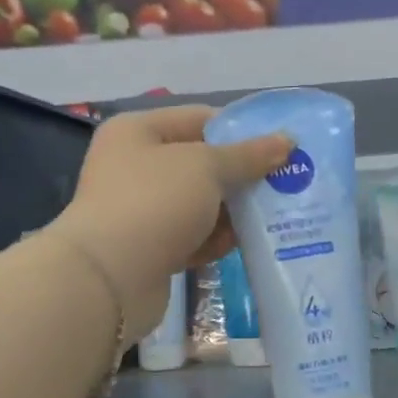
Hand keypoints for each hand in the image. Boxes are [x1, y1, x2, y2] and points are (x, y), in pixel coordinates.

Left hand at [53, 106, 290, 334]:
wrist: (110, 278)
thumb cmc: (155, 203)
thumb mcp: (207, 167)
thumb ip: (248, 155)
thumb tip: (287, 140)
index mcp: (138, 131)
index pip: (200, 119)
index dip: (241, 131)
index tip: (281, 147)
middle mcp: (135, 166)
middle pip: (202, 164)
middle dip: (241, 176)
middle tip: (285, 184)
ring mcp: (141, 210)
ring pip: (200, 204)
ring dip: (232, 212)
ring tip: (273, 217)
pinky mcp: (149, 248)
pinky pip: (192, 236)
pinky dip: (214, 240)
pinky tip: (242, 246)